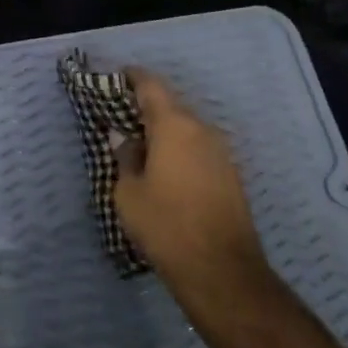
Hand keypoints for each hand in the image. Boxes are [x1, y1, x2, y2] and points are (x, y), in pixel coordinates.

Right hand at [115, 68, 277, 322]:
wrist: (221, 269)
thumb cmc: (165, 225)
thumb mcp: (129, 193)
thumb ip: (125, 157)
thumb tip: (124, 138)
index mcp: (174, 125)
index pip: (152, 86)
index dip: (133, 78)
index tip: (117, 78)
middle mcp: (202, 130)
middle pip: (171, 107)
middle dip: (146, 110)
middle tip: (122, 121)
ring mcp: (221, 152)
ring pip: (187, 130)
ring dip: (164, 133)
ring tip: (141, 150)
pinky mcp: (230, 174)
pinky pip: (199, 150)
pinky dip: (180, 152)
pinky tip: (165, 172)